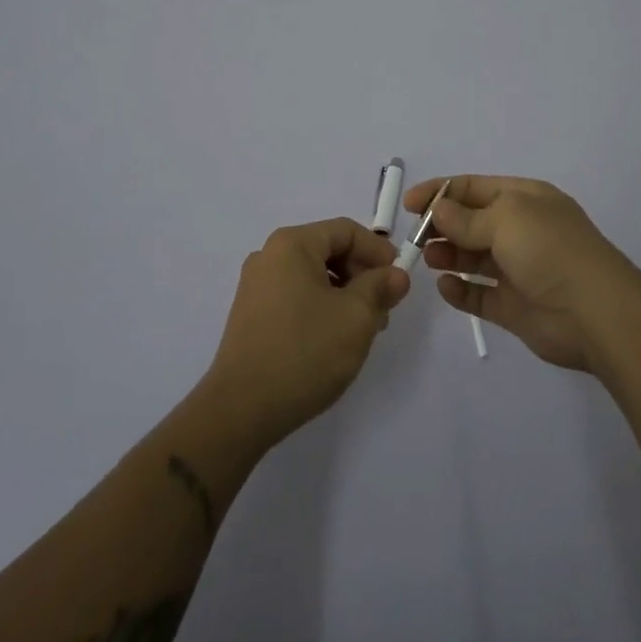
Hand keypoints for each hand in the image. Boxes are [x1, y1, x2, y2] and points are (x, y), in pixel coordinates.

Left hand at [202, 218, 410, 449]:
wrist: (241, 410)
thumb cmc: (304, 352)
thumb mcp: (356, 317)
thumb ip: (380, 288)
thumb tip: (396, 275)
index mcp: (292, 244)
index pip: (346, 231)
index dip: (378, 251)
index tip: (399, 280)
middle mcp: (269, 256)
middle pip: (328, 250)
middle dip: (362, 275)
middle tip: (384, 309)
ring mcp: (256, 286)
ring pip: (313, 277)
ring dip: (344, 295)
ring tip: (364, 329)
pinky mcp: (252, 315)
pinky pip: (296, 297)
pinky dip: (322, 308)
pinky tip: (334, 340)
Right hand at [405, 175, 640, 372]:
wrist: (597, 314)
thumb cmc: (550, 251)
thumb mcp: (506, 220)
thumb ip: (466, 217)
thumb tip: (438, 209)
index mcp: (524, 200)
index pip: (474, 188)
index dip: (440, 192)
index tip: (409, 205)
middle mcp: (521, 230)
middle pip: (471, 222)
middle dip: (442, 226)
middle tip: (417, 238)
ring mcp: (518, 269)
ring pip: (472, 258)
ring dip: (448, 255)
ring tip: (429, 260)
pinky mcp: (514, 307)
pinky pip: (480, 295)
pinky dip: (460, 291)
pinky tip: (446, 288)